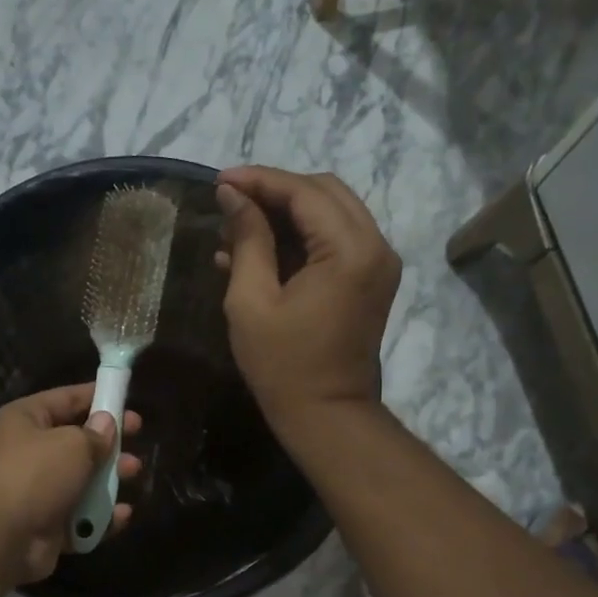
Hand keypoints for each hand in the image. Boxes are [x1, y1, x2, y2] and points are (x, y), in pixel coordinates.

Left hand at [0, 384, 142, 583]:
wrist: (0, 538)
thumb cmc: (36, 475)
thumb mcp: (73, 445)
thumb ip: (96, 433)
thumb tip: (106, 424)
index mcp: (26, 420)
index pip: (65, 398)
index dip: (96, 396)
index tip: (126, 398)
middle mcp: (28, 452)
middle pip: (76, 441)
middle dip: (108, 441)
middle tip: (137, 438)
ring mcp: (37, 491)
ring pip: (82, 480)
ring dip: (109, 478)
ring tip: (133, 472)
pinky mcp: (47, 524)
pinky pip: (81, 516)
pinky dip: (101, 517)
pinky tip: (121, 515)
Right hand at [213, 166, 401, 437]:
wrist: (327, 416)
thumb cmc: (283, 366)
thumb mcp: (251, 301)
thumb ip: (247, 240)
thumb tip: (232, 195)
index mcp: (350, 250)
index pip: (305, 192)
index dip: (260, 181)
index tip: (219, 181)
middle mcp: (375, 246)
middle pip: (324, 193)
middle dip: (275, 191)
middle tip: (229, 201)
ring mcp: (378, 264)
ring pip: (331, 213)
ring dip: (286, 214)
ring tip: (236, 229)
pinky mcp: (370, 280)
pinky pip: (335, 241)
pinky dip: (300, 239)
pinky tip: (257, 251)